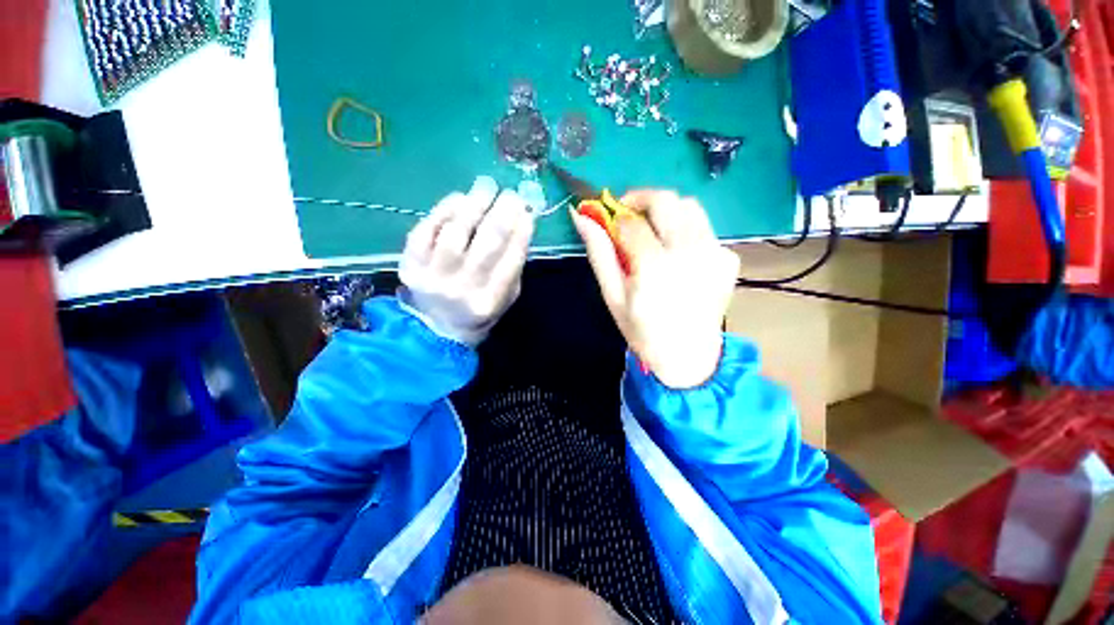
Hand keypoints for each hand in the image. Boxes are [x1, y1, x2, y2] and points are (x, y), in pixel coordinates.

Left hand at [399, 176, 534, 345]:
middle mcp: (462, 288)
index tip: (528, 210)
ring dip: (474, 204)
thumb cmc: (479, 309)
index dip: (521, 231)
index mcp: (489, 300)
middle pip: (487, 242)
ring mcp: (433, 275)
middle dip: (502, 212)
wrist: (436, 328)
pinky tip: (459, 199)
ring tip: (486, 186)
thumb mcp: (506, 297)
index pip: (511, 259)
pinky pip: (425, 230)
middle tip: (510, 192)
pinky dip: (443, 210)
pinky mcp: (410, 263)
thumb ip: (513, 267)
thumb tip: (520, 224)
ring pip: (455, 232)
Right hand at [571, 190, 739, 388]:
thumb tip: (582, 217)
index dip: (616, 216)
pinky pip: (704, 228)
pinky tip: (677, 255)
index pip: (632, 221)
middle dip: (641, 200)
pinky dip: (685, 230)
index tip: (608, 222)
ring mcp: (715, 253)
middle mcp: (689, 252)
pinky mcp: (728, 258)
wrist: (688, 356)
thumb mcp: (613, 297)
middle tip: (629, 216)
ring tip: (653, 233)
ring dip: (666, 211)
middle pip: (666, 200)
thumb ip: (599, 254)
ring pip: (689, 206)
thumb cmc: (642, 331)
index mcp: (655, 266)